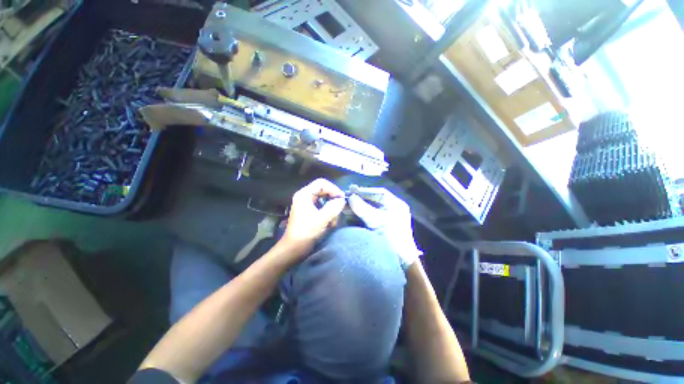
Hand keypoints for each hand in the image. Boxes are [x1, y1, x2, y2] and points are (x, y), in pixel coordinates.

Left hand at [279, 179, 345, 257]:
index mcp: (304, 194)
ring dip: (331, 208)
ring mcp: (306, 204)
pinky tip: (330, 223)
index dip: (333, 189)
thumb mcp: (322, 219)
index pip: (322, 183)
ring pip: (323, 199)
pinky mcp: (308, 211)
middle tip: (340, 207)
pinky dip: (327, 213)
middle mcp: (304, 196)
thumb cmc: (306, 233)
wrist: (293, 248)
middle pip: (323, 190)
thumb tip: (342, 200)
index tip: (341, 198)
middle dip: (332, 199)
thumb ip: (333, 207)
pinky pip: (321, 207)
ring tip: (334, 219)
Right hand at [348, 187, 422, 269]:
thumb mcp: (377, 221)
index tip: (352, 190)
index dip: (365, 190)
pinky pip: (369, 217)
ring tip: (345, 207)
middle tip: (346, 198)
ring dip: (358, 208)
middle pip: (373, 200)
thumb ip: (363, 208)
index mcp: (396, 205)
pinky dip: (359, 215)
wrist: (401, 261)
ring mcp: (387, 218)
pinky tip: (350, 215)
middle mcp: (392, 209)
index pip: (379, 193)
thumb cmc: (392, 238)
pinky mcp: (381, 227)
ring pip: (370, 209)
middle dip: (359, 200)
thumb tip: (350, 197)